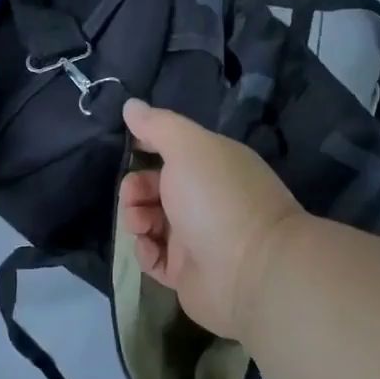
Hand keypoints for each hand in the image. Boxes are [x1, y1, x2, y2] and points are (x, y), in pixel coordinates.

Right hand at [118, 99, 304, 341]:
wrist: (252, 271)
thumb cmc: (218, 198)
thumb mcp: (188, 148)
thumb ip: (157, 125)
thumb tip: (131, 105)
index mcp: (210, 165)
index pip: (171, 149)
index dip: (145, 146)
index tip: (127, 149)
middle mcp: (204, 198)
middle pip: (155, 187)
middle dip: (135, 188)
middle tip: (134, 196)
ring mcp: (196, 237)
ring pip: (150, 222)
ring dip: (136, 218)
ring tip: (141, 225)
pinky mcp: (186, 273)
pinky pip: (154, 258)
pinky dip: (145, 252)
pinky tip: (149, 249)